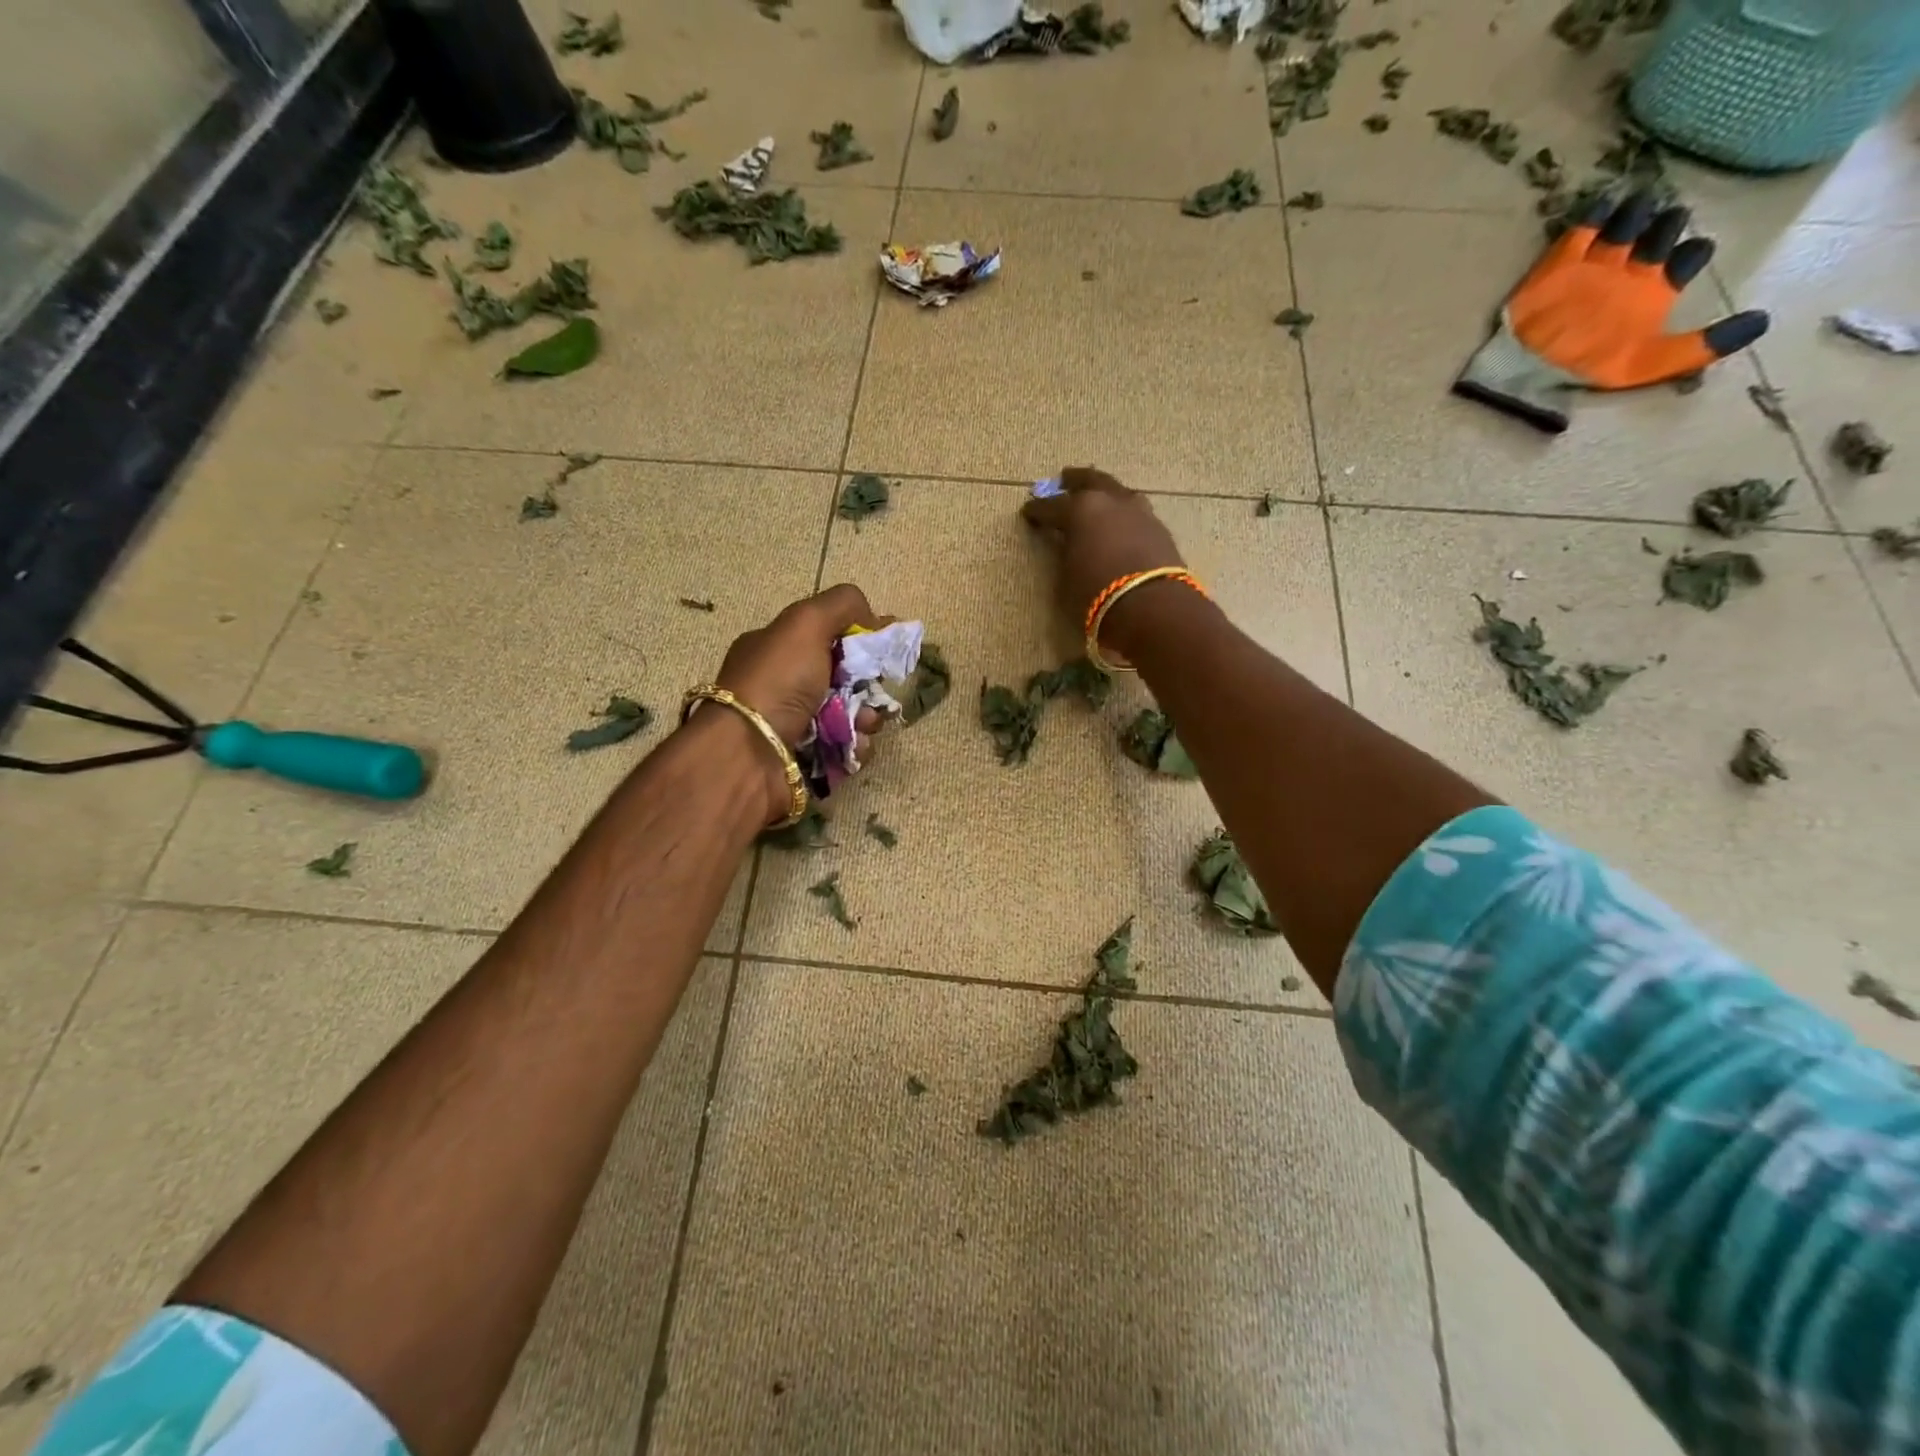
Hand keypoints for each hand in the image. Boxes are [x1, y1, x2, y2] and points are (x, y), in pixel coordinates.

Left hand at [712, 584, 880, 821]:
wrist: (749, 754)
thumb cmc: (776, 682)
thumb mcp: (805, 623)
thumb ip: (842, 605)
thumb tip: (875, 619)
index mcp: (777, 648)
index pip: (828, 636)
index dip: (859, 639)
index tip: (883, 648)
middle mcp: (785, 685)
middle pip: (846, 678)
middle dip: (868, 684)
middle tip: (873, 693)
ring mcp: (797, 724)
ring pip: (852, 716)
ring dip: (867, 719)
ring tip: (862, 725)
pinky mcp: (810, 760)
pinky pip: (848, 749)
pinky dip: (856, 747)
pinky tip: (851, 747)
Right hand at [1021, 467, 1184, 655]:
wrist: (1153, 608)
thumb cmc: (1097, 596)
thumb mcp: (1067, 578)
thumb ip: (1066, 554)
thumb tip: (1069, 546)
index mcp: (1080, 510)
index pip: (1051, 506)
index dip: (1037, 510)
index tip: (1028, 511)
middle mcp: (1110, 502)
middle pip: (1090, 481)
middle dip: (1074, 480)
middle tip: (1064, 479)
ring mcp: (1139, 512)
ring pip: (1118, 492)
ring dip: (1105, 493)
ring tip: (1098, 498)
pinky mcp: (1160, 529)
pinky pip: (1136, 513)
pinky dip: (1124, 514)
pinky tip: (1121, 523)